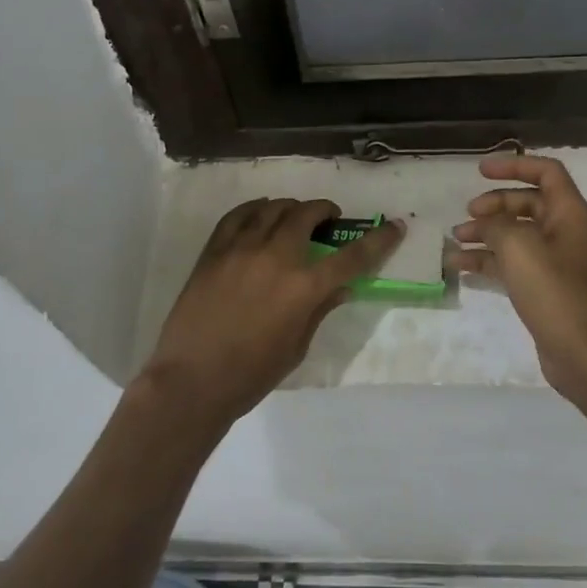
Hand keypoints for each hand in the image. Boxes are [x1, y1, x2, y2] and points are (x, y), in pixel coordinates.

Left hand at [143, 199, 401, 430]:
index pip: (351, 257)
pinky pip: (237, 215)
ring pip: (272, 208)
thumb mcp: (297, 347)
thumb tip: (340, 288)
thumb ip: (319, 310)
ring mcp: (241, 249)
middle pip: (306, 216)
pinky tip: (261, 214)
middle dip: (325, 211)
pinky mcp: (213, 250)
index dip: (378, 241)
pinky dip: (255, 209)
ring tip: (295, 216)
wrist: (192, 380)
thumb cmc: (251, 374)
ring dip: (291, 208)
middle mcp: (275, 258)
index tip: (394, 227)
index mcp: (303, 288)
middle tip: (329, 219)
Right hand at [453, 155, 586, 402]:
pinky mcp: (542, 288)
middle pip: (526, 203)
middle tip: (468, 214)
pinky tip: (460, 266)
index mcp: (568, 214)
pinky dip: (487, 261)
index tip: (481, 171)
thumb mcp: (519, 247)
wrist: (583, 353)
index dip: (515, 165)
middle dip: (494, 204)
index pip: (546, 172)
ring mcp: (554, 262)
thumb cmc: (555, 291)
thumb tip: (484, 222)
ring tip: (456, 240)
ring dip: (485, 233)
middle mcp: (564, 232)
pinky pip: (511, 263)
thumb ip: (496, 224)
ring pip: (515, 235)